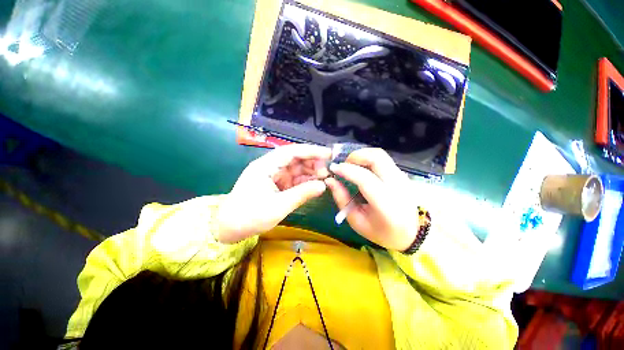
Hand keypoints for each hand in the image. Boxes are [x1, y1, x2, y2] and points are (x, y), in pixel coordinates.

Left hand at [215, 144, 330, 242]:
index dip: (311, 151)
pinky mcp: (276, 184)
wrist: (229, 228)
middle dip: (312, 163)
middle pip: (295, 158)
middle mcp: (270, 166)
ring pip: (295, 169)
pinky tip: (315, 185)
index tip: (328, 154)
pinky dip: (304, 181)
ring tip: (324, 179)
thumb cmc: (250, 216)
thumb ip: (302, 194)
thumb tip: (323, 186)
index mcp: (266, 166)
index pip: (291, 152)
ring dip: (310, 172)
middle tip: (327, 173)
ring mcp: (273, 175)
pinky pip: (293, 179)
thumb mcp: (279, 206)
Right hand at [325, 148, 417, 250]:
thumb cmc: (382, 231)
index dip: (347, 170)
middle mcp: (397, 186)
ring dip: (361, 156)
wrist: (413, 233)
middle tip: (343, 165)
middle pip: (376, 157)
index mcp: (386, 205)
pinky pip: (382, 159)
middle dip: (355, 156)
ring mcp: (402, 177)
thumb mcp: (357, 221)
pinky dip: (368, 159)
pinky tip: (361, 169)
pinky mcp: (401, 173)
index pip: (365, 179)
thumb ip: (342, 199)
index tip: (333, 169)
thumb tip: (330, 180)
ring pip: (380, 154)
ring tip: (350, 166)